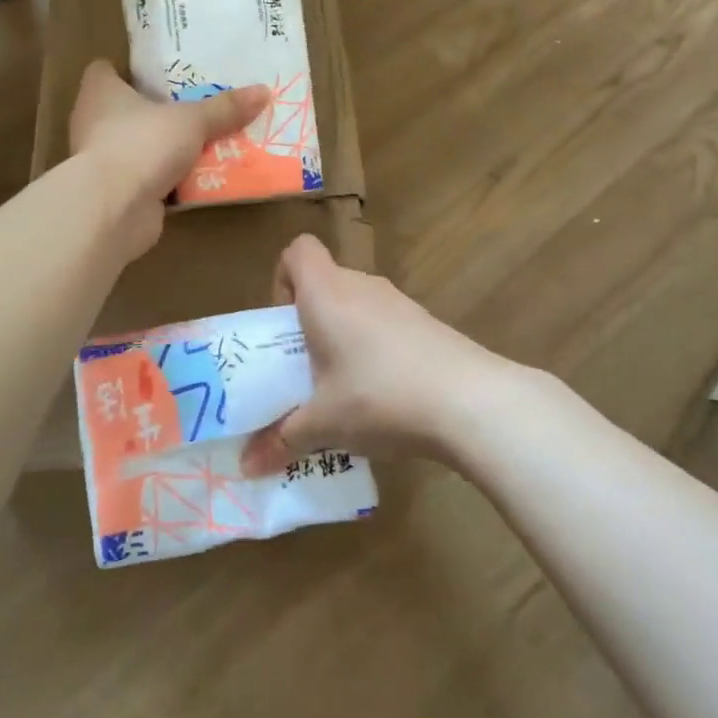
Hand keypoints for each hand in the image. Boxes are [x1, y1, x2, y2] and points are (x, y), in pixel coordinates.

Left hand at [68, 60, 269, 261]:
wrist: (114, 209)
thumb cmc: (142, 144)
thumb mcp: (192, 120)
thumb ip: (225, 108)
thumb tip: (263, 91)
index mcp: (100, 93)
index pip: (104, 71)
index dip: (127, 69)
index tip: (158, 72)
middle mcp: (94, 123)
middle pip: (126, 110)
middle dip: (158, 110)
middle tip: (195, 105)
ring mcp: (104, 161)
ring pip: (140, 146)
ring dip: (166, 147)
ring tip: (206, 140)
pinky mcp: (118, 193)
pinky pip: (149, 178)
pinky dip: (170, 179)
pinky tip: (201, 178)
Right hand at [240, 234, 539, 474]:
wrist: (469, 401)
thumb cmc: (378, 397)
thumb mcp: (322, 425)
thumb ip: (281, 441)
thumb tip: (248, 467)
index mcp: (326, 293)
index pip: (298, 251)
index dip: (283, 279)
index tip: (283, 325)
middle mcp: (361, 286)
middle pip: (326, 283)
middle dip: (310, 321)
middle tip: (304, 369)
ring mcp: (399, 302)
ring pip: (358, 306)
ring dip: (344, 338)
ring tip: (342, 390)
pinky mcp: (427, 323)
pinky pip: (386, 325)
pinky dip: (376, 349)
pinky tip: (384, 396)